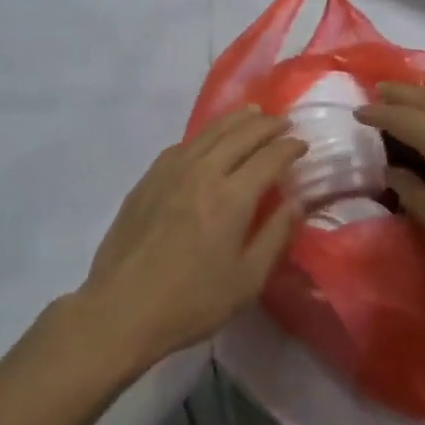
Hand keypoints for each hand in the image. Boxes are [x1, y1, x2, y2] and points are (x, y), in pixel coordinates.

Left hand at [77, 109, 305, 368]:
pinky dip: (205, 135)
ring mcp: (171, 171)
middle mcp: (203, 172)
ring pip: (210, 132)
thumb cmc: (191, 302)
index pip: (269, 157)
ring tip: (253, 114)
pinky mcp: (148, 179)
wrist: (120, 310)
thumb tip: (296, 203)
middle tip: (283, 122)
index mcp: (232, 196)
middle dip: (267, 125)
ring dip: (237, 120)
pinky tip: (208, 140)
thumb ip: (275, 236)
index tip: (303, 144)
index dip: (289, 147)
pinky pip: (184, 144)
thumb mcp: (247, 280)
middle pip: (240, 135)